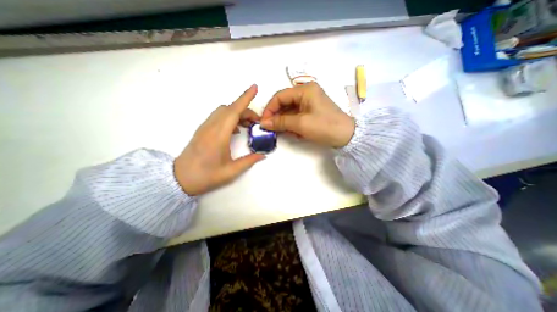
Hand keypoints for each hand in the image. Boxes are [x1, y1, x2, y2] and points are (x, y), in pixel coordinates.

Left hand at [175, 82, 263, 193]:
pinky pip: (218, 117)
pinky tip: (236, 130)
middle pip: (230, 109)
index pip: (233, 111)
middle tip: (257, 122)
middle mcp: (211, 127)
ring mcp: (205, 127)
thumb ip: (249, 161)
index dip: (245, 98)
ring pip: (223, 111)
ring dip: (237, 113)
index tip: (254, 88)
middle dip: (246, 110)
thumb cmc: (206, 176)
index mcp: (219, 136)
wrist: (180, 179)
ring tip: (248, 125)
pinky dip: (230, 117)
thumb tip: (263, 155)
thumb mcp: (231, 171)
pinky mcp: (203, 130)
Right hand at [260, 82, 353, 147]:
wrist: (346, 136)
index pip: (280, 96)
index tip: (264, 122)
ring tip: (283, 132)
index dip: (269, 109)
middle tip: (270, 129)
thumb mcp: (301, 124)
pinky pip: (296, 116)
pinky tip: (293, 132)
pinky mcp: (312, 111)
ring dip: (284, 122)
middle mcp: (306, 93)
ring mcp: (309, 102)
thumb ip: (280, 122)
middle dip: (276, 116)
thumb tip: (263, 123)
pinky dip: (292, 124)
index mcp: (305, 90)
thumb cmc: (324, 126)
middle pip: (284, 103)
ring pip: (289, 111)